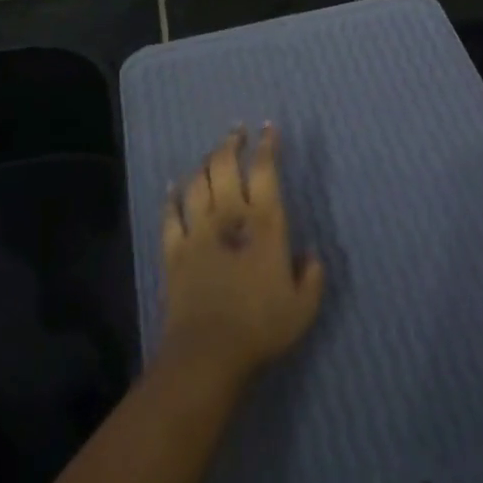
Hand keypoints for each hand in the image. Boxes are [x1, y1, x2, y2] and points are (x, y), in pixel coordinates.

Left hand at [160, 124, 324, 388]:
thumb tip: (310, 256)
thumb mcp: (304, 306)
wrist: (207, 353)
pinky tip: (173, 186)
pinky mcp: (173, 250)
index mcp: (265, 223)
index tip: (269, 129)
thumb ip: (312, 276)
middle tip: (237, 131)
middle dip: (232, 143)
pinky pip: (170, 213)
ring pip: (198, 182)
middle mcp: (229, 216)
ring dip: (206, 163)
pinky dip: (172, 196)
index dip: (267, 146)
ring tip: (212, 154)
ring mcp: (197, 230)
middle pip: (226, 165)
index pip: (265, 170)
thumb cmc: (261, 327)